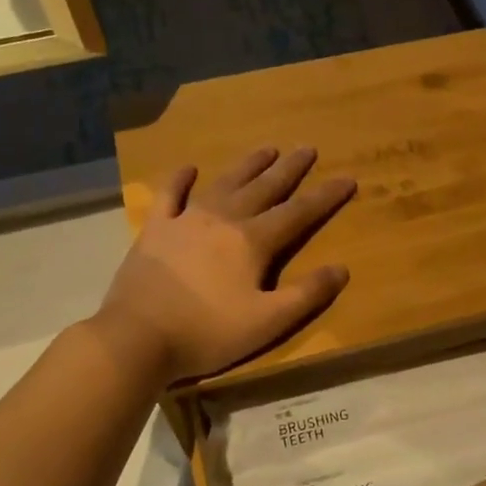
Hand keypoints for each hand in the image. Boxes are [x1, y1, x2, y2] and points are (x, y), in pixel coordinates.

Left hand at [97, 147, 355, 382]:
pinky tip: (189, 168)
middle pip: (264, 188)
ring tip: (267, 148)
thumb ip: (306, 294)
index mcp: (253, 242)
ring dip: (248, 165)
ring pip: (224, 183)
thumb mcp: (268, 322)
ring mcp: (185, 220)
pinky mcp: (155, 229)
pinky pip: (170, 195)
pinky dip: (180, 179)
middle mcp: (223, 220)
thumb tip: (342, 269)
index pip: (298, 213)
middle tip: (307, 148)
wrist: (138, 337)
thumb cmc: (208, 333)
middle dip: (289, 169)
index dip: (325, 197)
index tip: (347, 179)